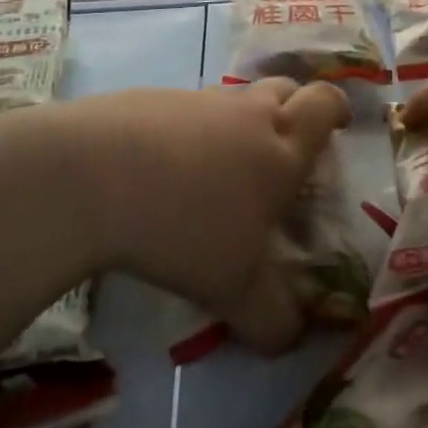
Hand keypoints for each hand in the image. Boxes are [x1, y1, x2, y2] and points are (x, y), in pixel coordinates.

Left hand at [36, 79, 348, 350]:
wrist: (90, 178)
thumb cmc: (185, 228)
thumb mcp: (235, 290)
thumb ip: (272, 318)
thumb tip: (291, 340)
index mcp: (280, 147)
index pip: (325, 104)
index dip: (336, 108)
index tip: (337, 124)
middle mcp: (244, 113)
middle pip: (284, 87)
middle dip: (293, 107)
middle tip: (283, 145)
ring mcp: (194, 100)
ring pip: (231, 98)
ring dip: (236, 121)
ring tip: (216, 169)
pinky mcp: (146, 99)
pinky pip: (181, 110)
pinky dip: (185, 131)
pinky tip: (158, 170)